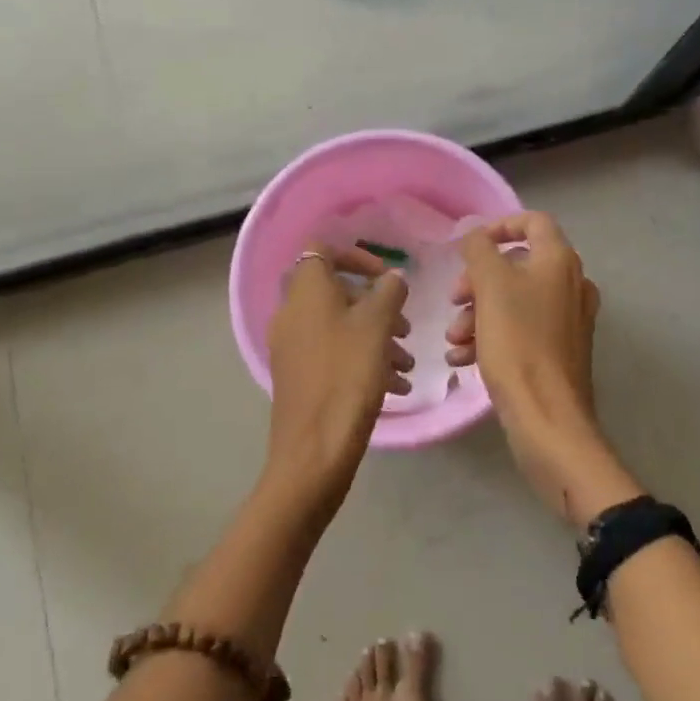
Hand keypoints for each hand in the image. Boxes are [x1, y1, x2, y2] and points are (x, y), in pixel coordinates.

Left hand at [264, 245, 412, 523]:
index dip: (355, 256)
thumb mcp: (377, 326)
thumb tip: (392, 278)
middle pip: (336, 292)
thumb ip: (389, 292)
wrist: (313, 451)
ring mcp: (292, 346)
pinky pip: (333, 354)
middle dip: (375, 305)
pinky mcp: (298, 375)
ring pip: (339, 326)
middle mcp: (292, 312)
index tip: (385, 278)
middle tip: (404, 328)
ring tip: (406, 364)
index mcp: (306, 290)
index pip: (321, 249)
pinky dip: (362, 360)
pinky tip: (395, 387)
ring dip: (375, 337)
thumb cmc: (347, 375)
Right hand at [446, 213, 641, 525]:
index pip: (532, 221)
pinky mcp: (559, 350)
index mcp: (559, 261)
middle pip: (517, 264)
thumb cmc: (518, 342)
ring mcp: (568, 319)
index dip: (499, 226)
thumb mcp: (490, 286)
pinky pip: (521, 329)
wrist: (548, 418)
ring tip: (454, 340)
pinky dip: (492, 336)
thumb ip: (479, 249)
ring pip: (514, 300)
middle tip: (454, 300)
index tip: (469, 247)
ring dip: (478, 313)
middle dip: (478, 281)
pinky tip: (464, 359)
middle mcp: (571, 284)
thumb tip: (474, 234)